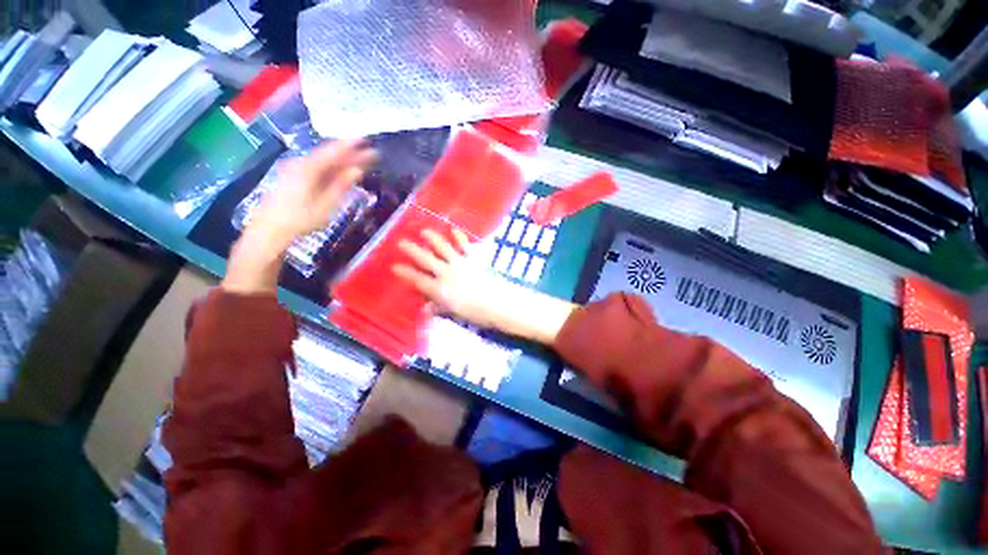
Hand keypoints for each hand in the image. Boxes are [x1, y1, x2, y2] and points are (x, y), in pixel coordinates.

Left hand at [247, 139, 377, 247]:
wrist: (270, 229)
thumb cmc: (300, 219)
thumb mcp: (326, 205)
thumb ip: (341, 185)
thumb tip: (357, 170)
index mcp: (309, 169)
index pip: (333, 152)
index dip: (350, 145)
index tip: (366, 140)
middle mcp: (301, 163)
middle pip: (329, 154)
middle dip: (350, 153)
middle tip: (370, 153)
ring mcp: (295, 169)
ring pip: (323, 160)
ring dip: (342, 160)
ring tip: (360, 160)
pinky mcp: (293, 176)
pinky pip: (317, 166)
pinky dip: (332, 166)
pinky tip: (341, 169)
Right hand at [392, 229, 576, 344]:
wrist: (499, 303)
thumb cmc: (477, 313)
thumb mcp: (456, 313)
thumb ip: (440, 308)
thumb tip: (426, 308)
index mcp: (440, 289)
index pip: (418, 280)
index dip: (406, 273)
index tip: (395, 266)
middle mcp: (447, 273)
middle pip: (426, 260)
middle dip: (412, 251)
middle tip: (401, 243)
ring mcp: (460, 264)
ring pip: (442, 248)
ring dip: (433, 239)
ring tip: (424, 231)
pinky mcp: (474, 259)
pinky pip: (464, 246)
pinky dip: (459, 237)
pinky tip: (454, 230)